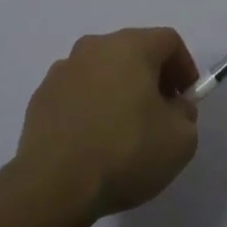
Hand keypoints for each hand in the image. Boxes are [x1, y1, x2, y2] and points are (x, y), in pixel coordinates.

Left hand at [13, 28, 200, 226]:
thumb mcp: (180, 140)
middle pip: (133, 51)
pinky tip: (93, 140)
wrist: (53, 185)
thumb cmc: (125, 153)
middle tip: (160, 114)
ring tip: (124, 131)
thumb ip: (185, 114)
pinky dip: (91, 107)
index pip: (168, 40)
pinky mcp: (41, 97)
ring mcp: (62, 71)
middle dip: (152, 78)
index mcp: (130, 47)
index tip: (186, 99)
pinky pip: (77, 93)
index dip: (184, 67)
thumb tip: (173, 106)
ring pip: (102, 71)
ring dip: (118, 91)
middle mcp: (94, 48)